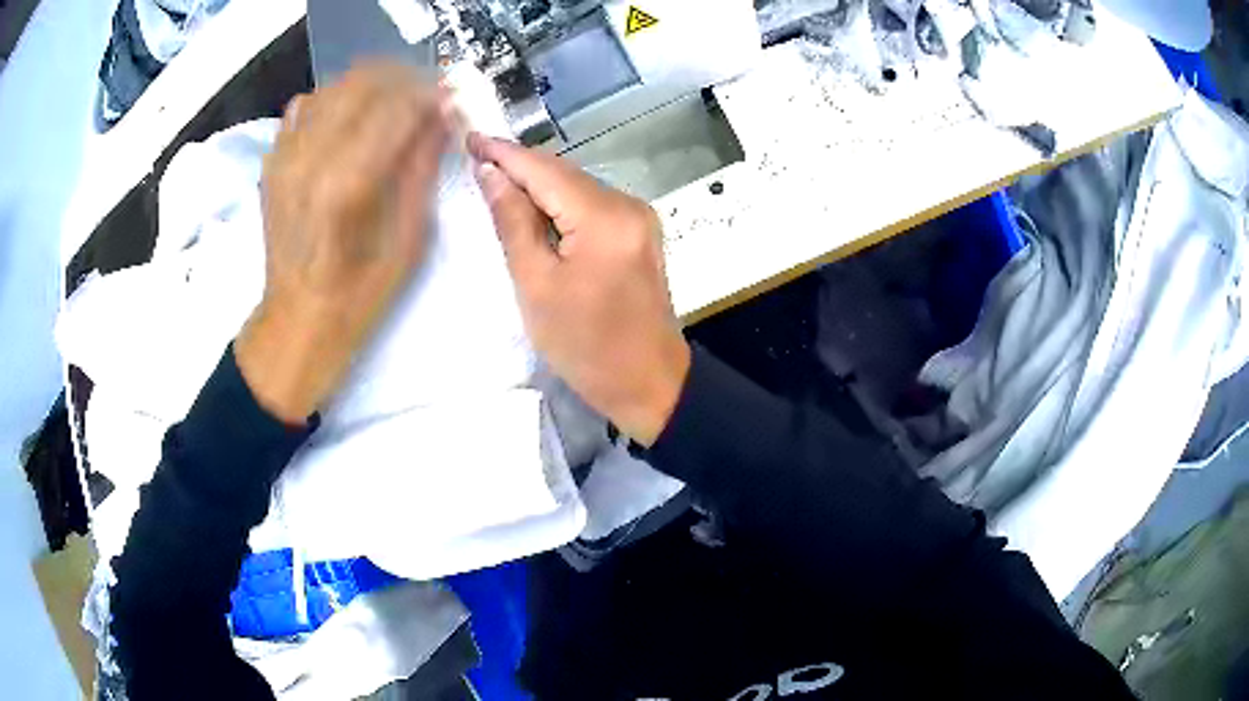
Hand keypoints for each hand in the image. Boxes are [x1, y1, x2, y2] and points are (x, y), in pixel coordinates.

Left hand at [235, 63, 448, 423]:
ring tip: (391, 105)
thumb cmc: (360, 293)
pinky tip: (348, 121)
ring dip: (370, 85)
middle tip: (425, 98)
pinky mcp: (273, 161)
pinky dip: (333, 101)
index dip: (430, 95)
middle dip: (403, 80)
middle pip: (363, 82)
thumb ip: (423, 167)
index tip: (450, 102)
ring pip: (333, 87)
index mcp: (348, 182)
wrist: (298, 319)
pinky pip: (303, 106)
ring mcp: (285, 156)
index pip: (398, 104)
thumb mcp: (409, 238)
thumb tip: (443, 114)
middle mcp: (311, 157)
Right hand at [467, 133, 690, 445]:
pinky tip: (533, 209)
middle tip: (476, 158)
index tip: (471, 137)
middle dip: (519, 167)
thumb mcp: (536, 286)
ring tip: (496, 182)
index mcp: (604, 218)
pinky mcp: (640, 233)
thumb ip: (513, 222)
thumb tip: (491, 173)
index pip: (544, 170)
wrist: (648, 383)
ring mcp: (639, 218)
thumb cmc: (585, 346)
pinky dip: (560, 204)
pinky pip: (591, 205)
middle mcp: (628, 205)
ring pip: (577, 188)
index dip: (504, 153)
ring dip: (538, 185)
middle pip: (563, 174)